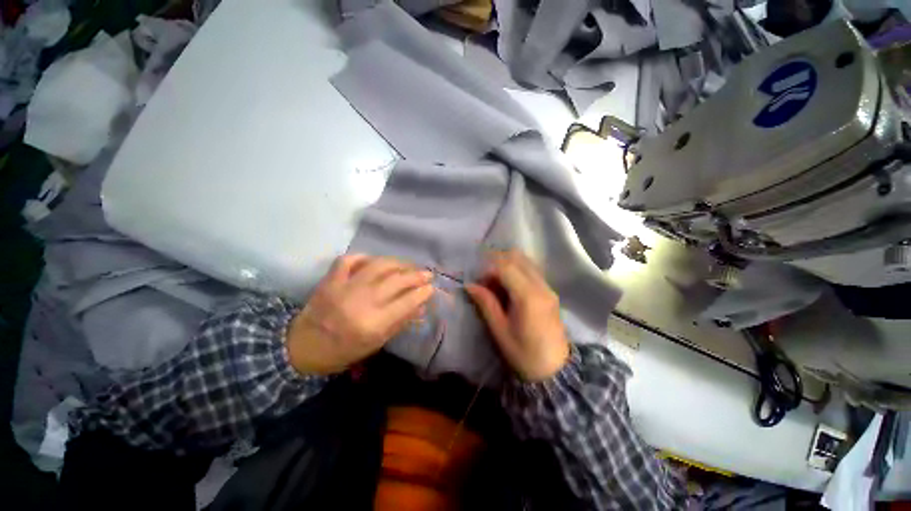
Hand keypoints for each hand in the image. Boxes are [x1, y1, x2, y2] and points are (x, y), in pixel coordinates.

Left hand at [287, 255, 433, 374]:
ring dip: (398, 263)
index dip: (423, 292)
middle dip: (417, 275)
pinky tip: (374, 261)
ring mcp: (343, 288)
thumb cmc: (344, 350)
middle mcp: (360, 302)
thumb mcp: (376, 343)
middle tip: (427, 273)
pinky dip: (364, 257)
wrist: (303, 348)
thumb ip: (400, 322)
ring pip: (378, 265)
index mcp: (373, 324)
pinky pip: (349, 260)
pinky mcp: (330, 280)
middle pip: (396, 281)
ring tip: (407, 265)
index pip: (407, 302)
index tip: (431, 287)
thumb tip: (421, 305)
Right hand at [466, 250, 569, 381]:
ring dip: (507, 264)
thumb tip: (470, 285)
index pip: (507, 266)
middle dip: (497, 262)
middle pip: (518, 258)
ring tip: (495, 282)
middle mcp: (541, 286)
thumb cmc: (523, 354)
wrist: (554, 371)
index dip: (489, 267)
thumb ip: (486, 303)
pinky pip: (531, 270)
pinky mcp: (550, 292)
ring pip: (525, 261)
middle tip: (485, 278)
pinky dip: (517, 270)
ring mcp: (548, 288)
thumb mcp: (499, 330)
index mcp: (528, 297)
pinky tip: (508, 286)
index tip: (478, 278)